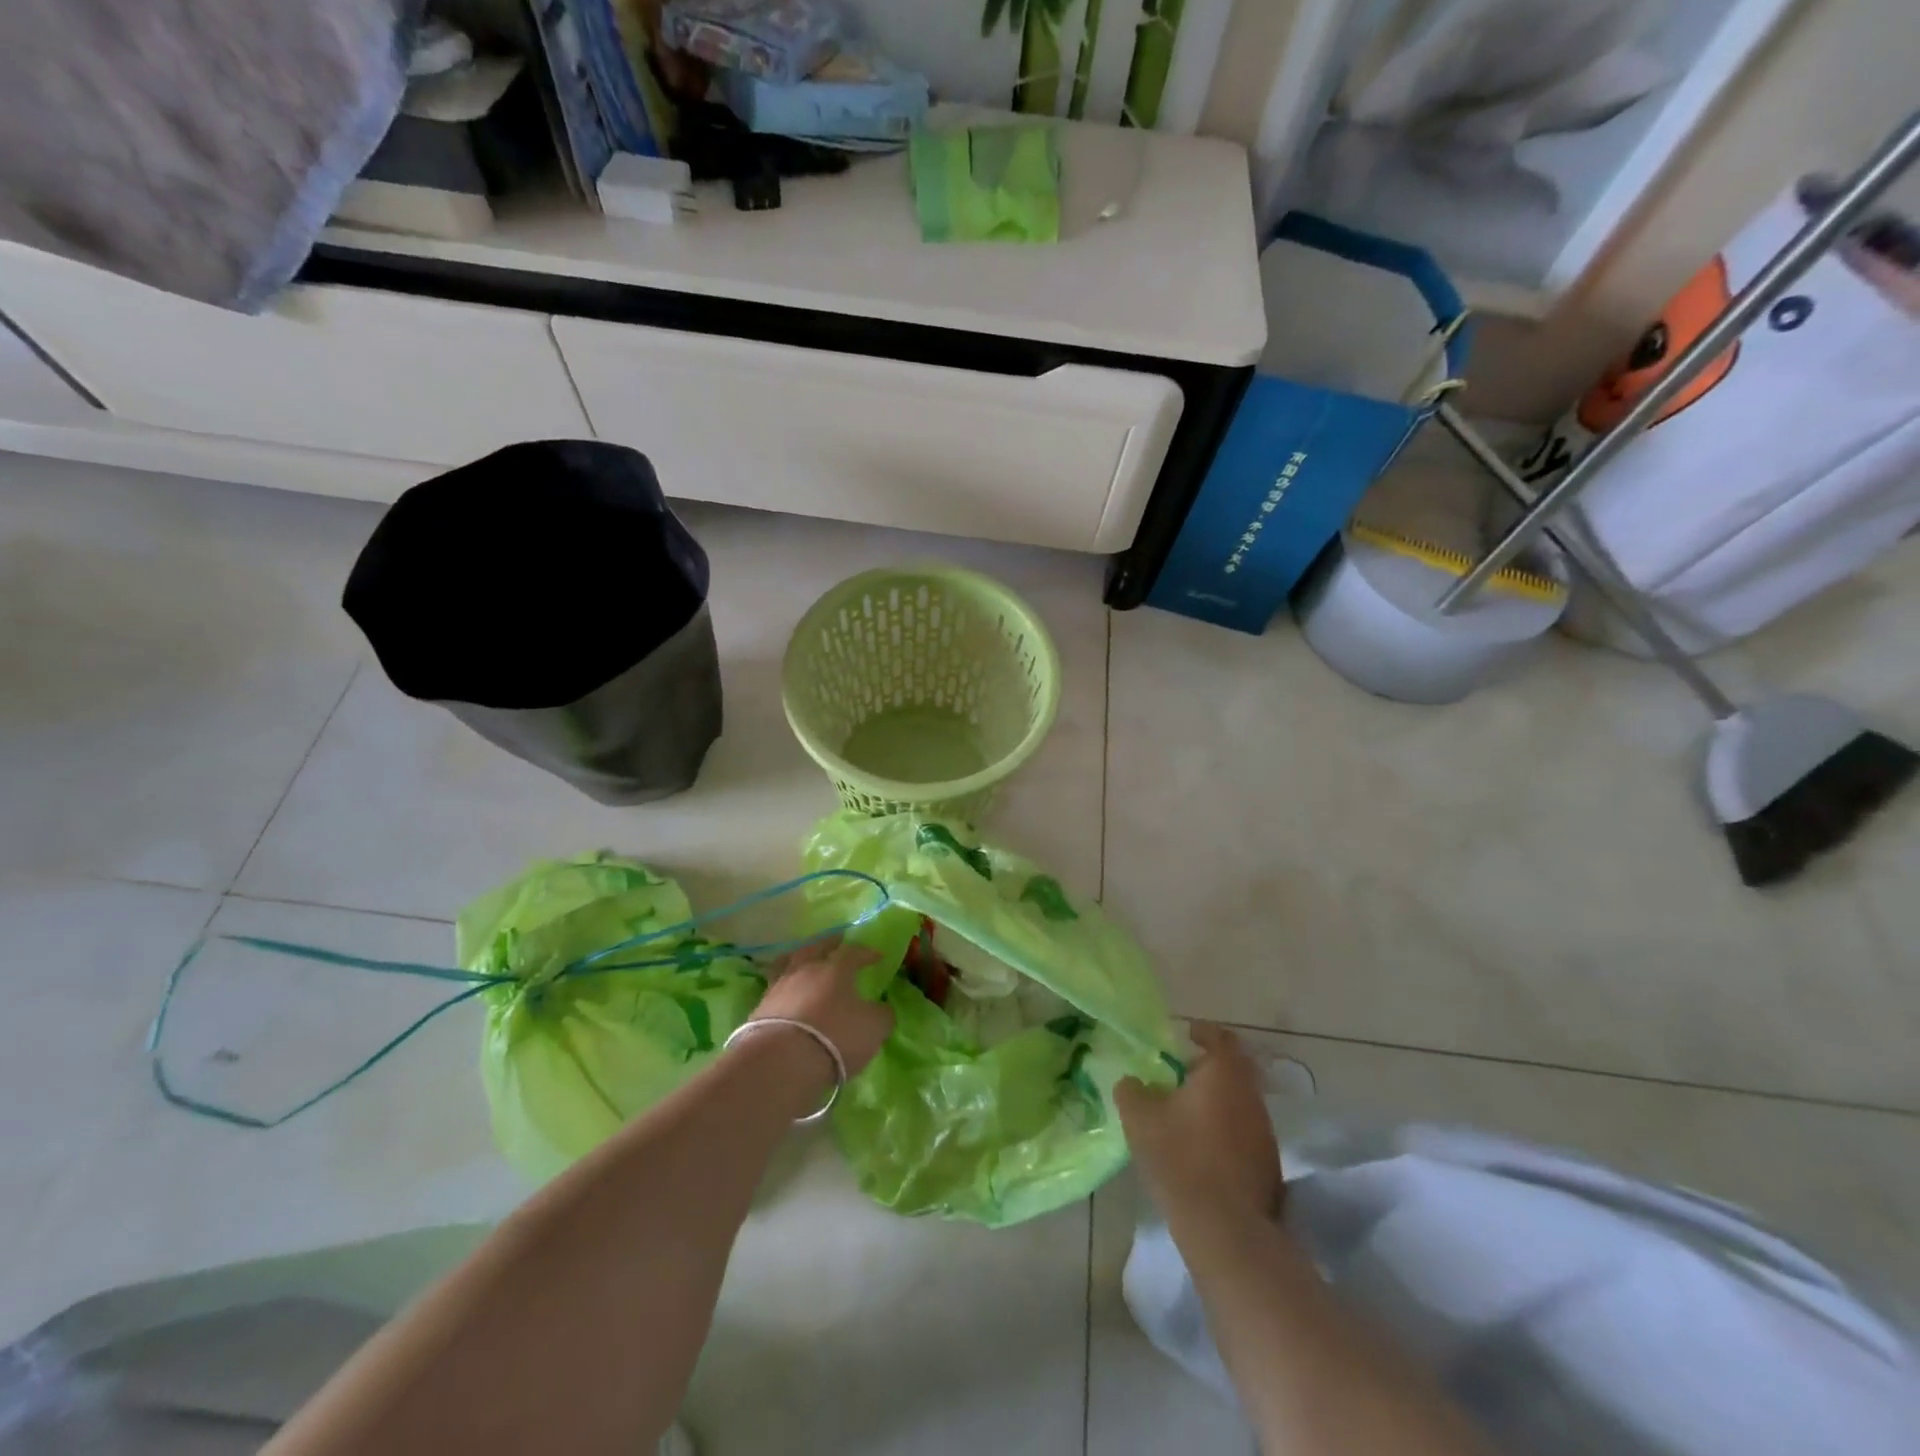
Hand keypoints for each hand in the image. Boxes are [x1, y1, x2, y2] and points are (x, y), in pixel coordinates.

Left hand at [748, 935, 892, 1079]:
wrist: (781, 1061)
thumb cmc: (835, 1037)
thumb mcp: (873, 1028)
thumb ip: (881, 1014)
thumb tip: (881, 1008)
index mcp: (836, 968)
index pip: (853, 952)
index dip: (866, 953)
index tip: (877, 956)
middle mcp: (805, 970)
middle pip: (815, 948)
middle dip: (828, 944)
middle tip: (836, 943)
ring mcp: (779, 987)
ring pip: (789, 963)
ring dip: (800, 961)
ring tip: (805, 963)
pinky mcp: (759, 1009)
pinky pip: (775, 989)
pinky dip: (784, 988)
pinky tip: (788, 994)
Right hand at [1115, 1024, 1282, 1224]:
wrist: (1225, 1229)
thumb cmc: (1179, 1158)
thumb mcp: (1140, 1118)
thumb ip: (1132, 1091)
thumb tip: (1132, 1082)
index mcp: (1224, 1073)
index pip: (1221, 1037)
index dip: (1203, 1032)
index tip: (1186, 1034)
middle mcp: (1251, 1095)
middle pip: (1234, 1069)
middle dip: (1209, 1068)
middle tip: (1181, 1075)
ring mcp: (1265, 1132)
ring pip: (1240, 1102)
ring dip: (1218, 1101)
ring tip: (1188, 1114)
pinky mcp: (1270, 1165)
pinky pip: (1245, 1132)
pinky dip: (1227, 1130)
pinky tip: (1204, 1149)